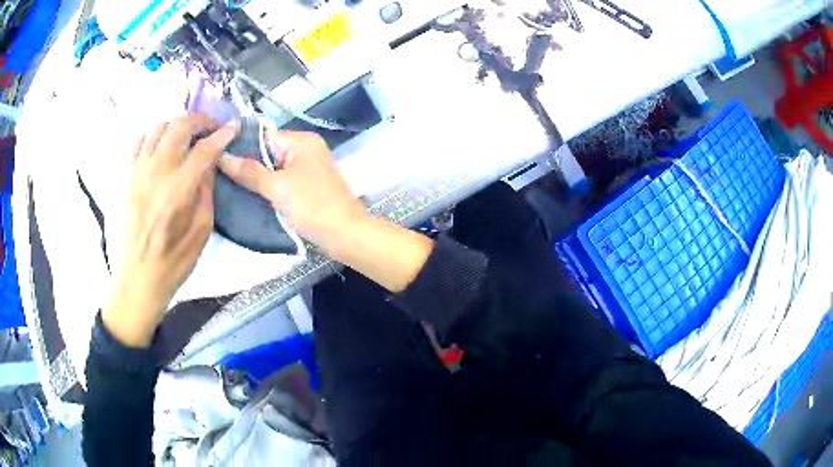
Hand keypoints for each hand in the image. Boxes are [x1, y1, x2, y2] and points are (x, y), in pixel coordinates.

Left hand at [104, 115, 238, 347]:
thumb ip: (206, 190)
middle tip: (210, 130)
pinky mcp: (125, 175)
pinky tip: (162, 147)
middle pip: (179, 126)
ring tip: (186, 137)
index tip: (234, 127)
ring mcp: (137, 171)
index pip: (204, 149)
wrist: (138, 277)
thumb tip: (209, 162)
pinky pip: (139, 140)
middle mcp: (155, 172)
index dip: (223, 134)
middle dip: (200, 121)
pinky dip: (154, 136)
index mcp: (177, 191)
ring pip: (159, 127)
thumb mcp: (202, 231)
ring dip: (177, 126)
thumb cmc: (174, 261)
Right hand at [218, 130, 366, 253]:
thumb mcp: (277, 188)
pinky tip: (249, 194)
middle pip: (267, 151)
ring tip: (228, 185)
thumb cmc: (312, 207)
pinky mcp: (308, 185)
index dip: (240, 145)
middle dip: (246, 163)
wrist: (346, 235)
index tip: (216, 157)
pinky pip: (282, 179)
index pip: (263, 135)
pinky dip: (268, 186)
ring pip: (274, 167)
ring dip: (255, 176)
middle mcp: (306, 148)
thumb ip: (249, 171)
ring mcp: (308, 167)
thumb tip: (221, 156)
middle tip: (219, 174)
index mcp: (302, 140)